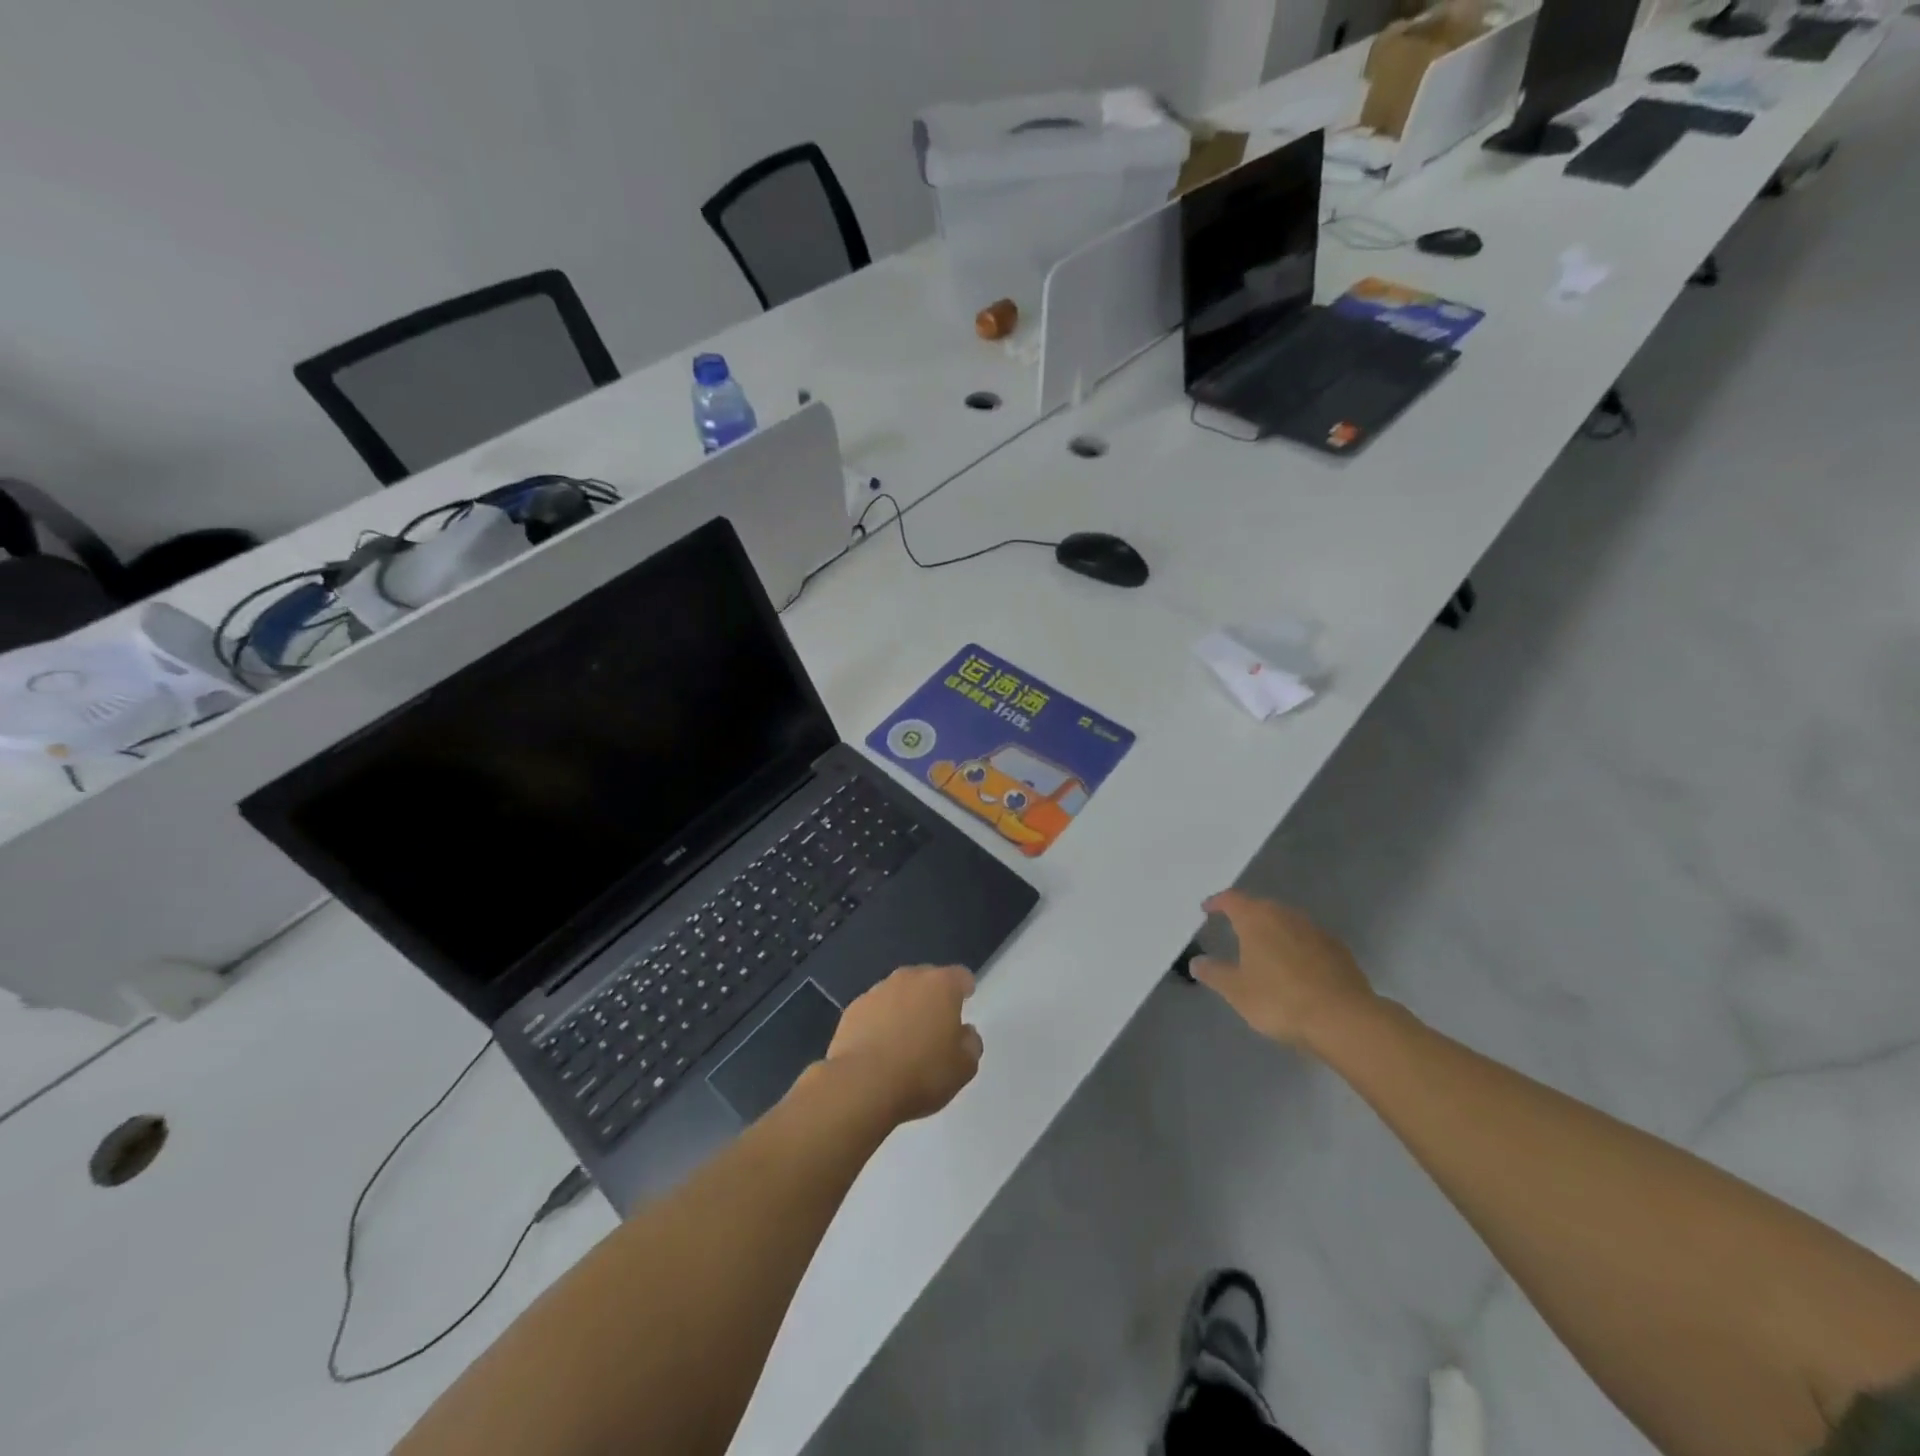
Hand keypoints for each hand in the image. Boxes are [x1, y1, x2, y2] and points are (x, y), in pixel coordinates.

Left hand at [824, 965, 982, 1123]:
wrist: (862, 1085)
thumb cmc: (922, 1073)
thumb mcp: (964, 1068)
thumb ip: (970, 1044)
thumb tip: (965, 1033)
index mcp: (941, 986)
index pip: (960, 976)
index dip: (964, 989)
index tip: (965, 1003)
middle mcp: (909, 978)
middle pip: (927, 979)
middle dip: (932, 997)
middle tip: (935, 1026)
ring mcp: (877, 991)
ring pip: (898, 993)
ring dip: (904, 1008)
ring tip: (904, 1040)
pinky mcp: (853, 1009)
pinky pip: (874, 1010)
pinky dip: (879, 1022)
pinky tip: (878, 1048)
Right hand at [1192, 891, 1379, 1052]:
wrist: (1344, 1019)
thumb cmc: (1280, 1000)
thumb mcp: (1237, 991)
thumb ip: (1214, 973)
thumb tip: (1196, 961)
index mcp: (1257, 919)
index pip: (1232, 899)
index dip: (1217, 902)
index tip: (1207, 909)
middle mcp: (1286, 916)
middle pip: (1261, 906)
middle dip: (1246, 915)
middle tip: (1234, 928)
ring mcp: (1315, 931)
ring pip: (1287, 922)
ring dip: (1273, 930)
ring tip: (1264, 948)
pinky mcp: (1338, 950)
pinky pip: (1308, 940)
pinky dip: (1296, 946)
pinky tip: (1295, 967)